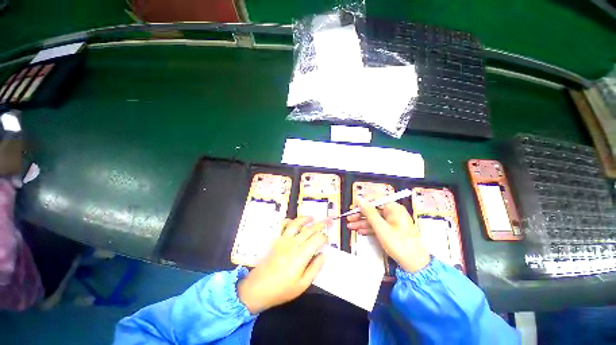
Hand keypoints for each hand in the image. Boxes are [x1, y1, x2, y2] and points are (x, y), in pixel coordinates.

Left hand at [238, 217, 326, 313]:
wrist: (258, 288)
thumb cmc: (282, 289)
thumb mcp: (303, 284)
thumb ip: (315, 268)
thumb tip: (324, 254)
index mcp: (302, 254)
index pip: (317, 239)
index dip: (324, 237)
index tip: (328, 240)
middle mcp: (293, 243)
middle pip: (309, 229)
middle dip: (320, 224)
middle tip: (327, 221)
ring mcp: (283, 239)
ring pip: (296, 224)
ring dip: (305, 219)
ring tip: (312, 217)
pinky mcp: (276, 240)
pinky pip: (282, 226)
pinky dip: (288, 221)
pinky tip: (292, 221)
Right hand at [347, 200, 429, 272]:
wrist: (414, 264)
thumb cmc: (399, 244)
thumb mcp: (381, 228)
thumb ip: (370, 213)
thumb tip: (361, 201)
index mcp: (394, 208)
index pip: (375, 200)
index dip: (363, 203)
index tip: (353, 208)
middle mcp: (393, 213)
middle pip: (373, 210)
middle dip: (360, 215)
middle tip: (349, 218)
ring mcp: (393, 222)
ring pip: (374, 219)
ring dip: (362, 223)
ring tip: (351, 226)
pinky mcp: (392, 230)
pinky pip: (378, 226)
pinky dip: (369, 228)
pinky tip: (360, 231)